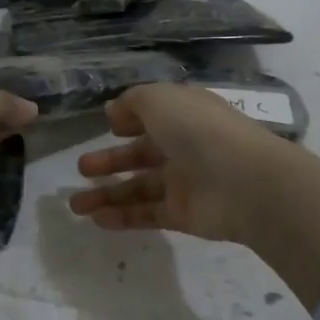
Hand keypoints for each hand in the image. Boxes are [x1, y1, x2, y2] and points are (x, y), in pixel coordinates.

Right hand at [69, 83, 319, 310]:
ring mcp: (185, 182)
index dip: (131, 119)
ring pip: (139, 188)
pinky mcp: (183, 214)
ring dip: (107, 194)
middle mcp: (185, 146)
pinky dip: (123, 217)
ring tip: (74, 204)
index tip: (108, 126)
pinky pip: (148, 214)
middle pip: (141, 154)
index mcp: (184, 114)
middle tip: (80, 168)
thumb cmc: (199, 130)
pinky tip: (97, 220)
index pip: (155, 115)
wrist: (244, 182)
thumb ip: (133, 102)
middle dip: (110, 160)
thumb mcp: (160, 99)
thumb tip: (114, 112)